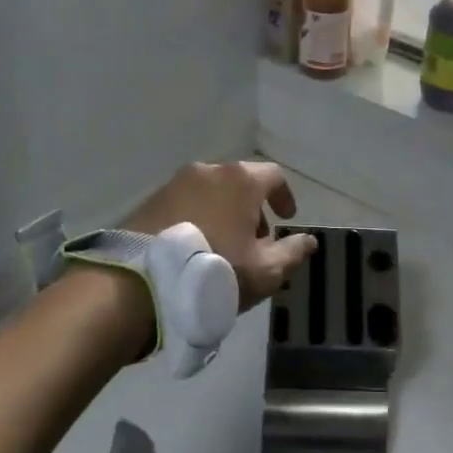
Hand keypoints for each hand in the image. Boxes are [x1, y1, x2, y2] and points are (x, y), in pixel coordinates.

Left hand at [126, 160, 317, 309]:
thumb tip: (309, 240)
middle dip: (253, 208)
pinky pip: (185, 203)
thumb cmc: (215, 269)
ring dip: (224, 212)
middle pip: (241, 182)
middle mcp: (209, 171)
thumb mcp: (265, 270)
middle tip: (255, 240)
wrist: (143, 280)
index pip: (274, 176)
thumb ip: (292, 252)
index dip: (284, 196)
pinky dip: (198, 217)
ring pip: (211, 192)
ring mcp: (176, 183)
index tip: (287, 219)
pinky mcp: (151, 200)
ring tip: (223, 246)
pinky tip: (195, 246)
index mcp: (241, 180)